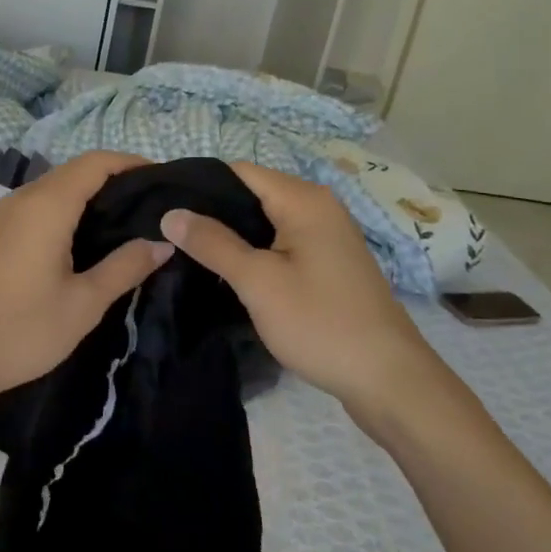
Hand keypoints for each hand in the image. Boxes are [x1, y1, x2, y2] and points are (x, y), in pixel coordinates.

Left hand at [0, 151, 172, 433]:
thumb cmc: (22, 330)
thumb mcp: (83, 303)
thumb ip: (126, 267)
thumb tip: (164, 242)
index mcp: (47, 205)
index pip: (96, 162)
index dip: (132, 163)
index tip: (165, 181)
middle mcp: (24, 198)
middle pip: (77, 170)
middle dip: (116, 179)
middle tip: (154, 206)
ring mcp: (6, 214)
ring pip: (57, 187)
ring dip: (92, 194)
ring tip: (129, 221)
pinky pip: (41, 204)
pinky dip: (70, 208)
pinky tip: (89, 238)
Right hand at [158, 162, 455, 436]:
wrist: (388, 380)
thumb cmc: (320, 323)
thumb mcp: (258, 282)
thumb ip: (212, 243)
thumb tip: (170, 213)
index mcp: (303, 199)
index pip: (237, 171)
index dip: (198, 184)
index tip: (162, 206)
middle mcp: (318, 205)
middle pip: (251, 192)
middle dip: (211, 210)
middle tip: (168, 232)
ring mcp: (325, 234)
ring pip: (264, 219)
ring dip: (230, 232)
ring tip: (186, 249)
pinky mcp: (327, 261)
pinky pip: (280, 240)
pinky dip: (253, 248)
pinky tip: (226, 268)